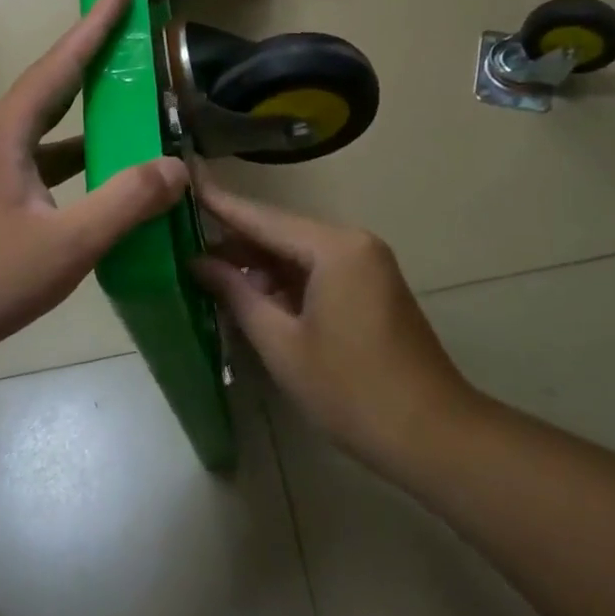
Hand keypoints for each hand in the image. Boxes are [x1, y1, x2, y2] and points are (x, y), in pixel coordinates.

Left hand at [0, 0, 188, 377]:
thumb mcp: (63, 245)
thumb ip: (125, 203)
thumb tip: (177, 168)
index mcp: (5, 133)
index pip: (59, 64)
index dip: (95, 24)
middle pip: (51, 91)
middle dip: (95, 66)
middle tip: (136, 45)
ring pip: (43, 135)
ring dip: (86, 124)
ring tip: (133, 117)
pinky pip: (34, 167)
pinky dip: (69, 165)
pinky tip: (95, 186)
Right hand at [191, 178, 480, 474]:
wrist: (432, 435)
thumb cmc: (350, 390)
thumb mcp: (282, 344)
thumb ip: (237, 294)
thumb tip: (199, 263)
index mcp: (334, 248)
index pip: (263, 218)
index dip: (220, 203)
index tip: (184, 180)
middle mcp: (353, 243)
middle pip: (281, 232)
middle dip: (234, 240)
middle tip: (182, 239)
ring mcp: (367, 265)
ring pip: (298, 253)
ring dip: (257, 264)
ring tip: (204, 270)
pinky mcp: (371, 288)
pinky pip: (317, 272)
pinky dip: (283, 281)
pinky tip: (249, 294)